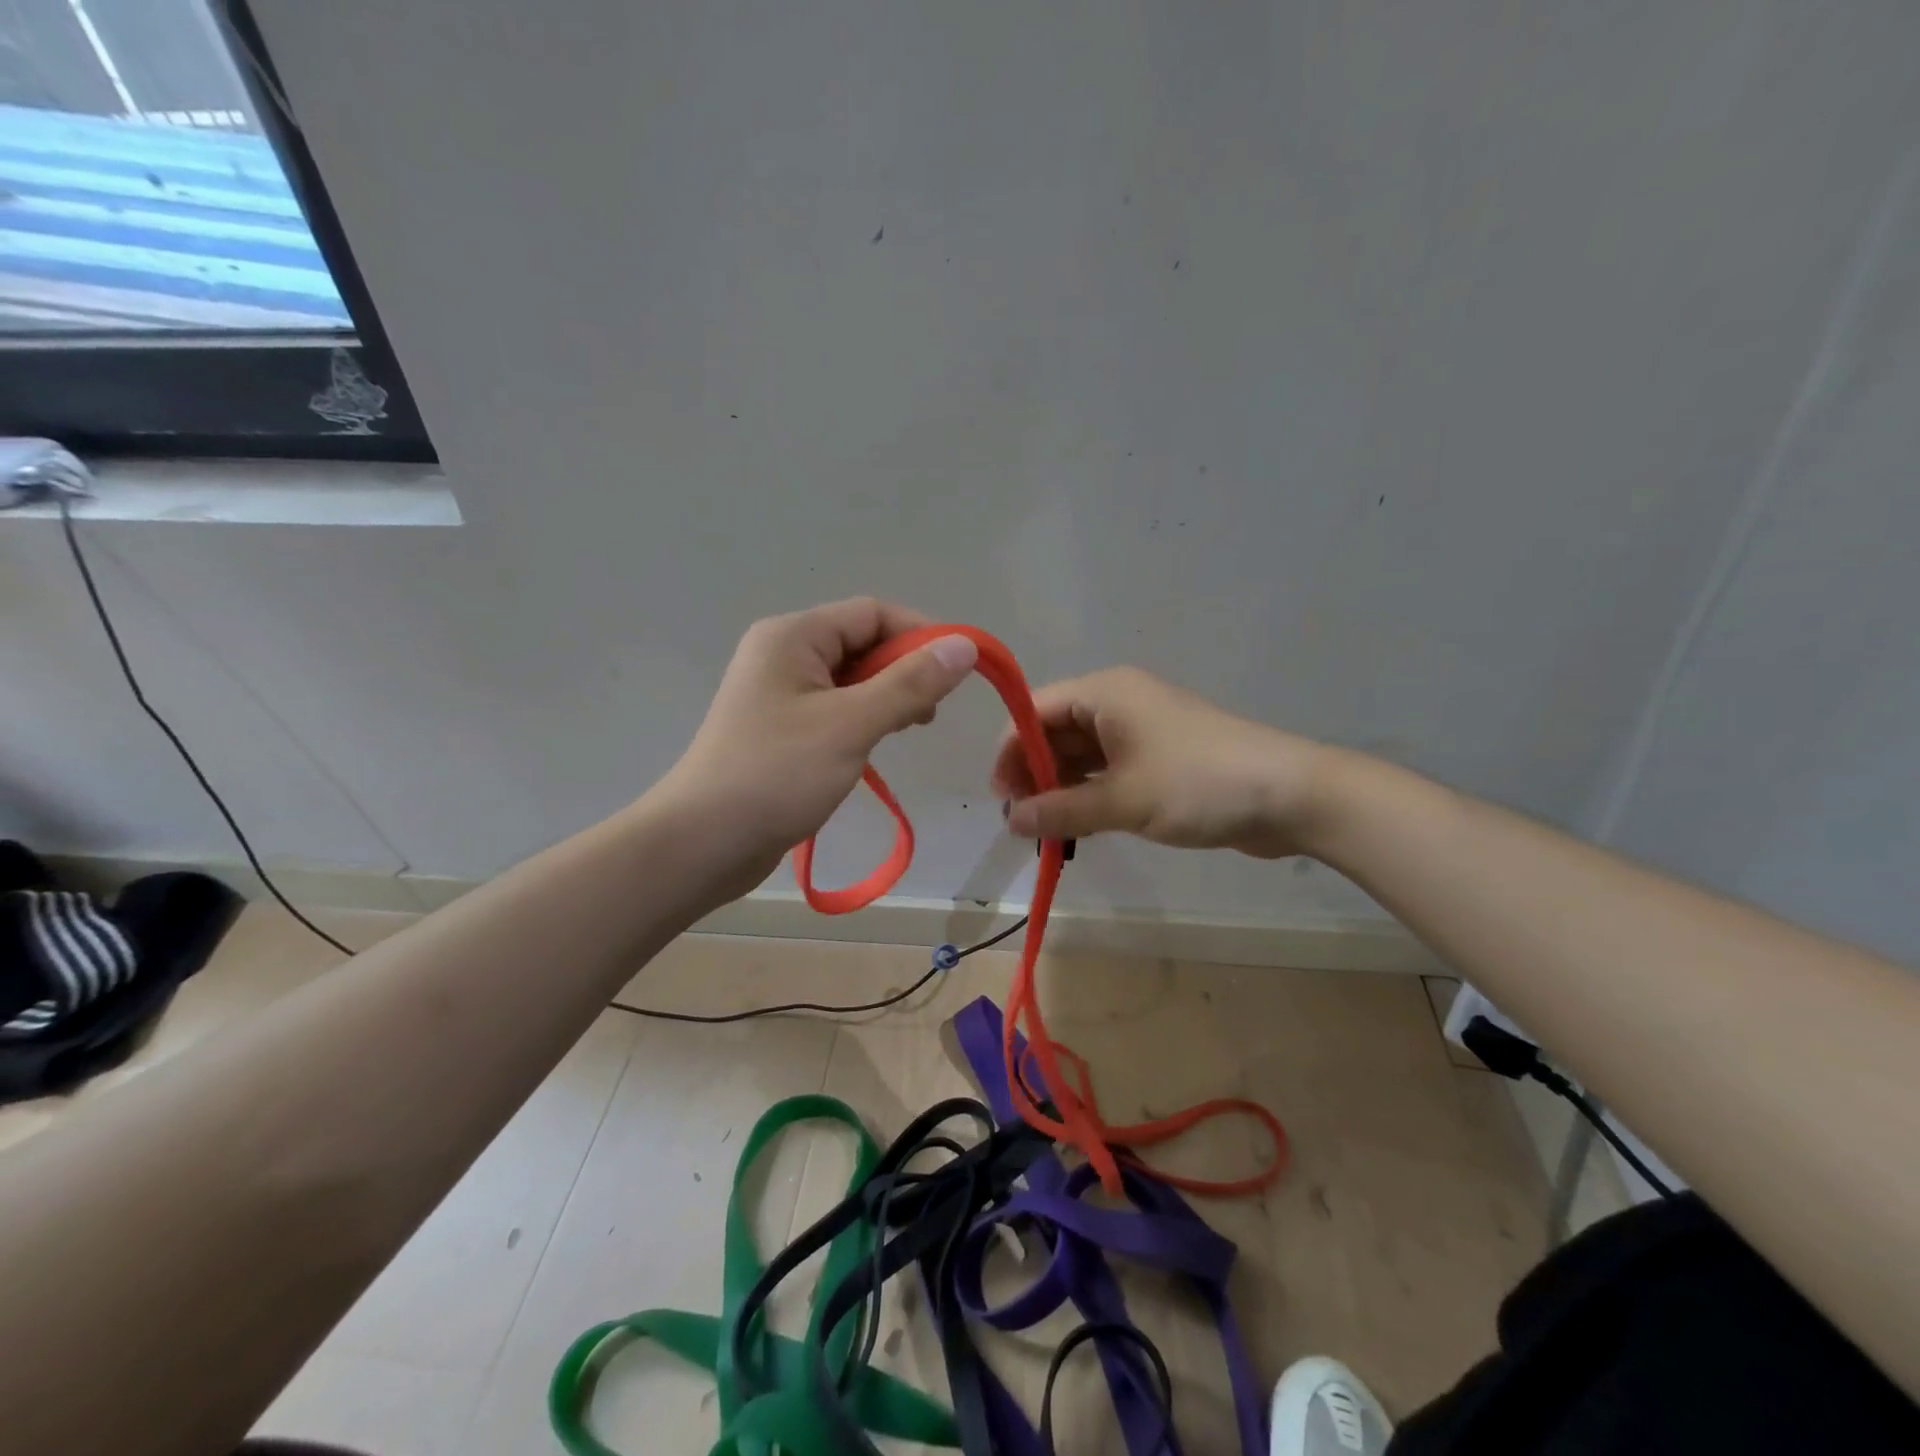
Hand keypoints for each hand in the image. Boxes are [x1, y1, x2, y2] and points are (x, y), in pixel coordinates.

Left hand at [661, 598, 977, 900]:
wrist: (703, 843)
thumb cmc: (776, 775)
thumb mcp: (851, 724)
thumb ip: (910, 683)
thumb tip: (965, 646)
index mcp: (794, 636)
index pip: (872, 613)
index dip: (920, 635)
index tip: (959, 671)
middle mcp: (784, 654)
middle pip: (862, 643)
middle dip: (904, 670)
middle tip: (930, 714)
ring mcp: (779, 693)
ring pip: (851, 679)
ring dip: (887, 697)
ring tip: (909, 730)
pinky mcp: (780, 728)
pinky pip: (834, 708)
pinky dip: (863, 719)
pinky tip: (876, 745)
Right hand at [989, 667, 1328, 858]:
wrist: (1291, 795)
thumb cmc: (1197, 784)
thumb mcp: (1122, 800)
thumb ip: (1060, 810)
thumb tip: (1011, 821)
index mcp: (1104, 693)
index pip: (1035, 711)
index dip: (1010, 750)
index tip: (1001, 797)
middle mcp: (1118, 702)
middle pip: (1056, 731)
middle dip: (1034, 773)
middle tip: (1022, 821)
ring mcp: (1142, 730)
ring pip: (1082, 754)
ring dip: (1061, 787)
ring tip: (1046, 829)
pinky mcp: (1161, 757)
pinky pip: (1109, 770)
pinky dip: (1090, 794)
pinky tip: (1080, 824)